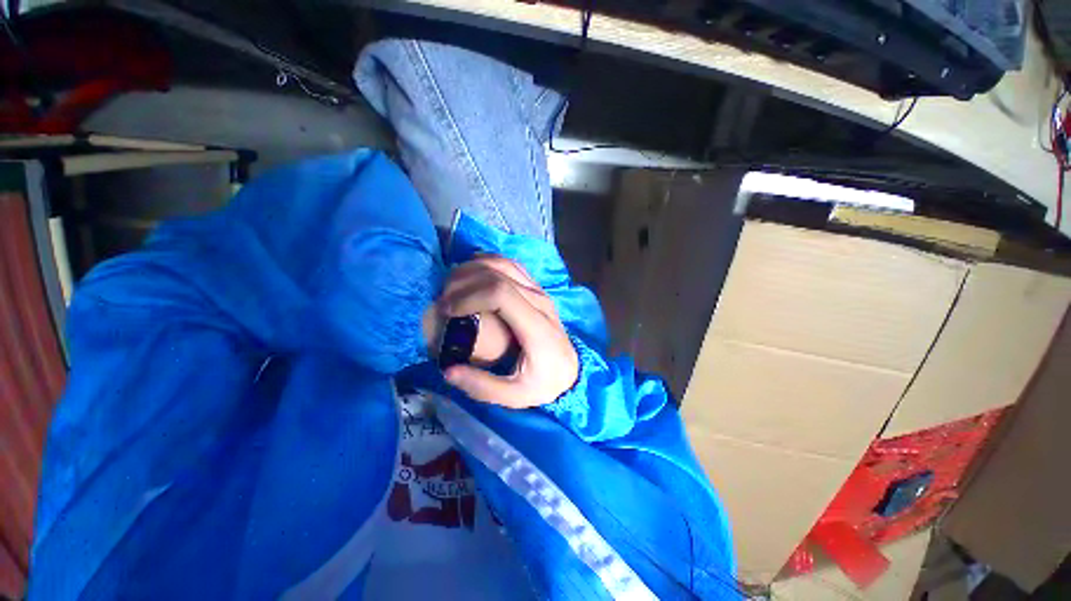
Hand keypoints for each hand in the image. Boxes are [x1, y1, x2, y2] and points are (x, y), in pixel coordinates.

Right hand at [435, 256, 578, 408]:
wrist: (569, 369)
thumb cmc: (544, 382)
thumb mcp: (515, 396)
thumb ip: (482, 386)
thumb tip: (447, 369)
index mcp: (536, 327)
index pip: (501, 293)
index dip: (469, 295)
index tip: (447, 310)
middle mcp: (540, 302)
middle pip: (498, 275)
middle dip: (464, 281)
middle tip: (442, 299)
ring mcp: (540, 291)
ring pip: (504, 264)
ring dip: (473, 267)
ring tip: (452, 283)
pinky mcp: (537, 288)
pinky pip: (511, 265)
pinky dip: (488, 262)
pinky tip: (472, 270)